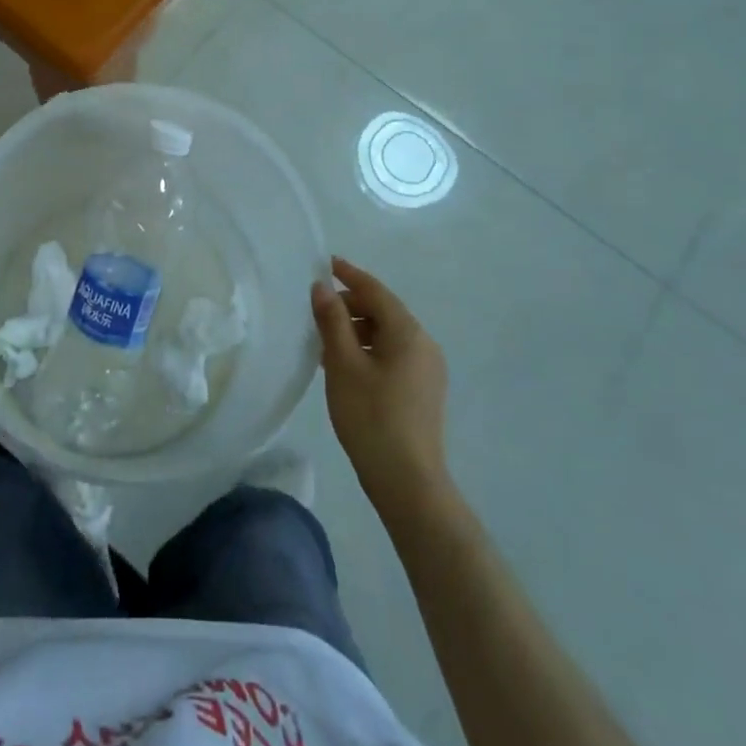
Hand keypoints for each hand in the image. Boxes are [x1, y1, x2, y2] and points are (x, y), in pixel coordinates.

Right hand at [312, 256, 449, 505]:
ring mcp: (428, 369)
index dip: (350, 275)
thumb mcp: (343, 364)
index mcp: (408, 332)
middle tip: (317, 311)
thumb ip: (332, 321)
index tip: (326, 263)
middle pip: (384, 311)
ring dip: (358, 330)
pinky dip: (369, 350)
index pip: (376, 291)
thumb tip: (321, 287)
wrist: (408, 482)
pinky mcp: (424, 390)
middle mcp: (424, 344)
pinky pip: (394, 354)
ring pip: (388, 335)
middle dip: (351, 306)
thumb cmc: (371, 417)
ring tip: (326, 341)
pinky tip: (346, 366)